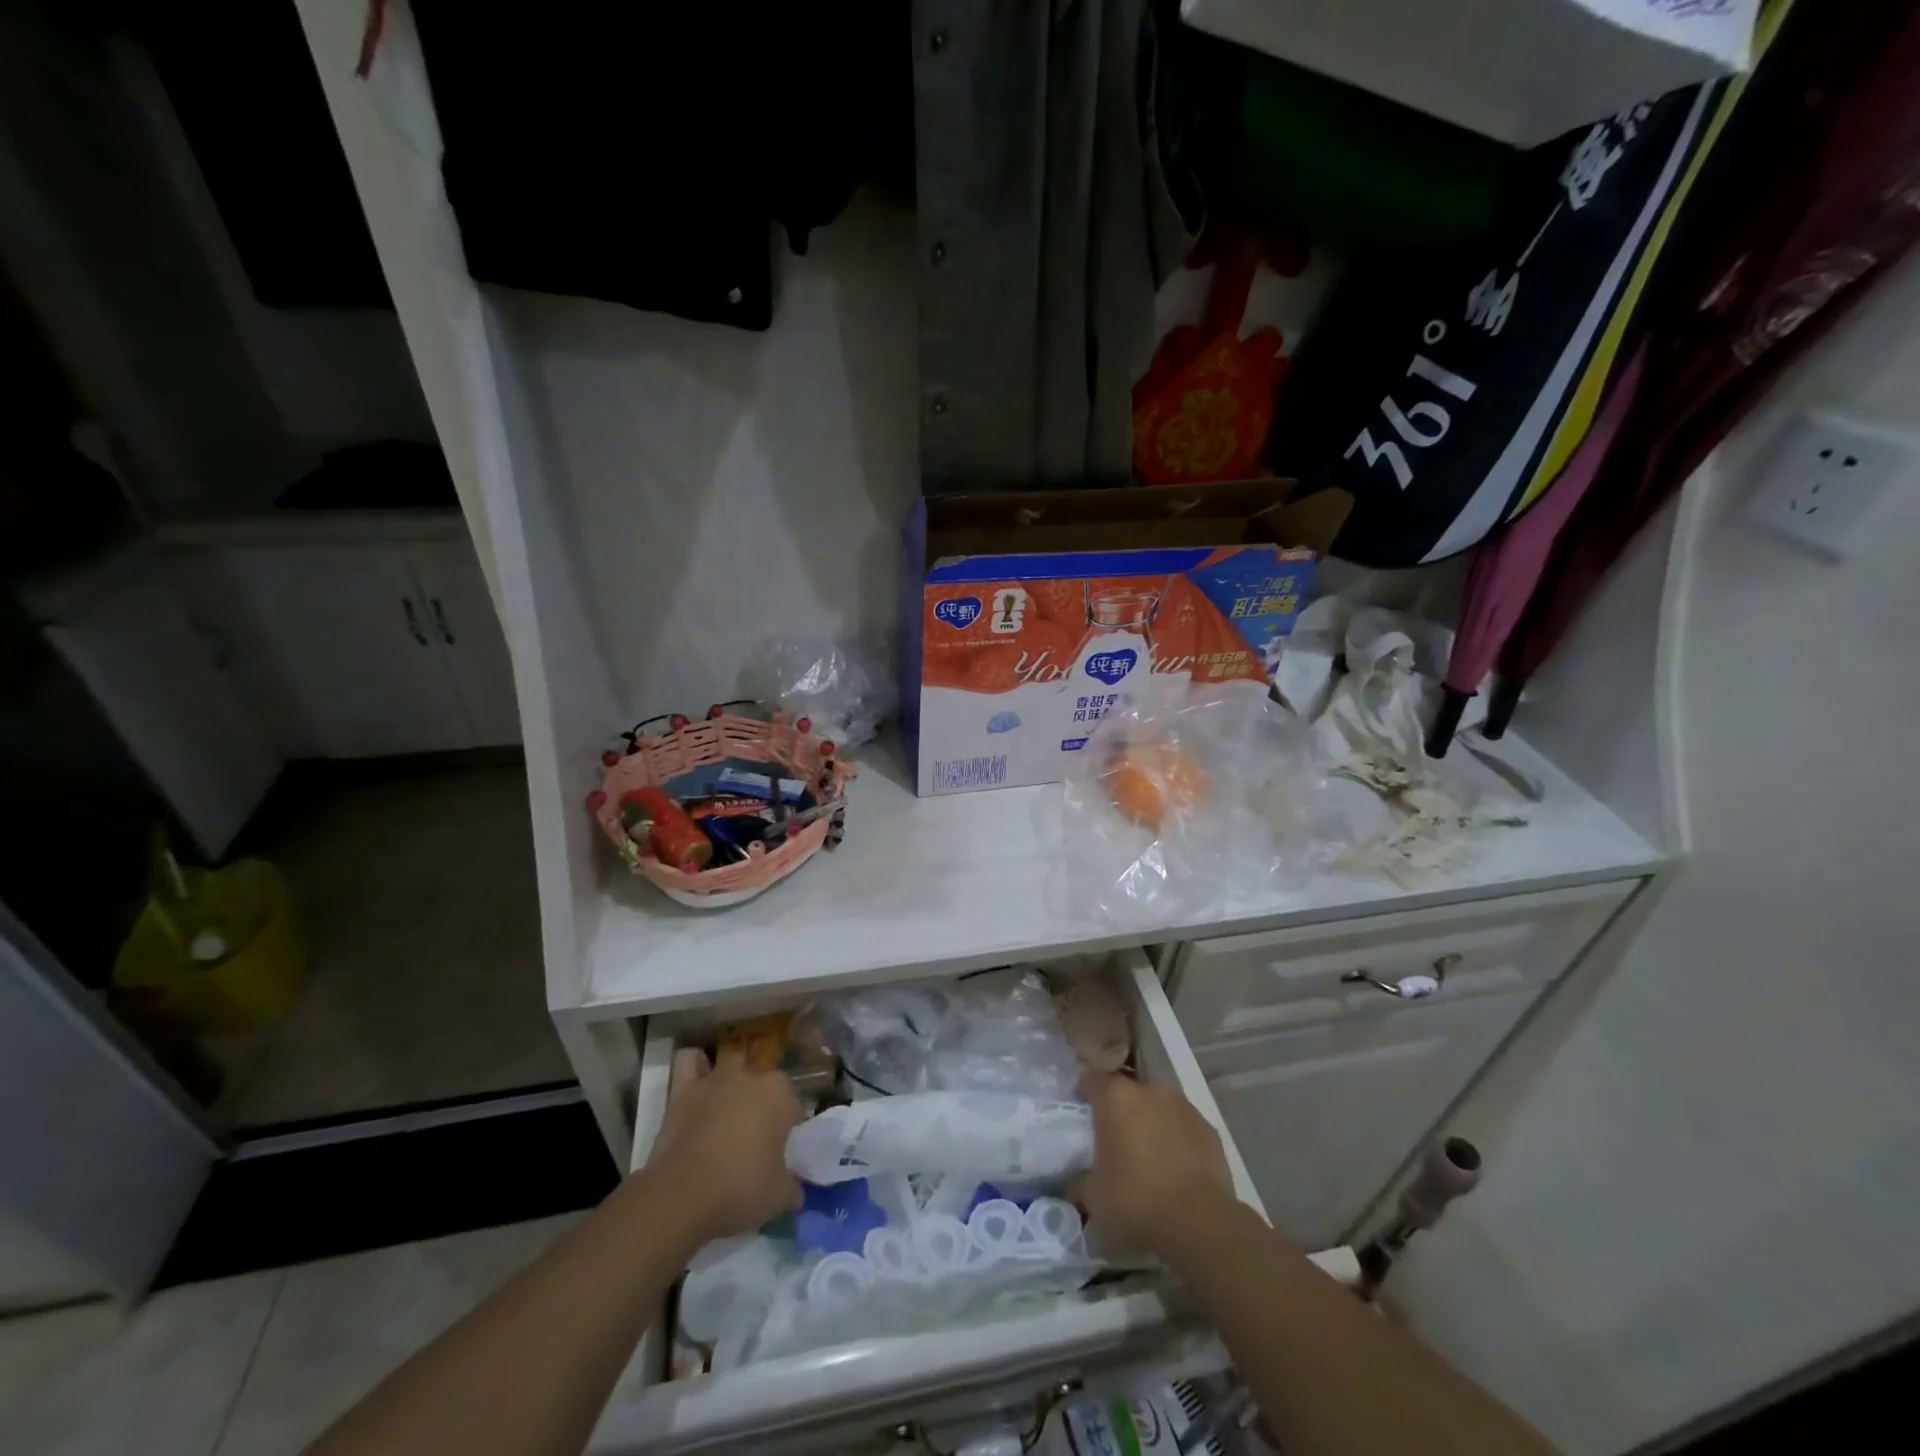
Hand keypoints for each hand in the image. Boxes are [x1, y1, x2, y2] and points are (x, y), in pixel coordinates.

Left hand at [647, 1048, 803, 1240]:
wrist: (682, 1195)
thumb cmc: (740, 1189)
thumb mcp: (779, 1197)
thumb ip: (792, 1188)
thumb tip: (797, 1192)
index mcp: (780, 1094)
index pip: (794, 1106)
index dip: (789, 1129)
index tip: (781, 1152)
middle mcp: (751, 1076)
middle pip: (765, 1082)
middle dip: (764, 1103)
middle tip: (757, 1138)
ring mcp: (716, 1079)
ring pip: (732, 1063)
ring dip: (734, 1079)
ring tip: (730, 1106)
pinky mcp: (684, 1089)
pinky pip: (690, 1062)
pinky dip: (695, 1066)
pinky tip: (698, 1081)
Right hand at [1076, 1071, 1237, 1260]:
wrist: (1201, 1224)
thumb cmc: (1136, 1202)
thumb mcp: (1094, 1199)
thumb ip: (1080, 1181)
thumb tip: (1077, 1180)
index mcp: (1116, 1098)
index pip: (1092, 1080)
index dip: (1084, 1094)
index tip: (1081, 1114)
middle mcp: (1149, 1091)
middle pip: (1128, 1092)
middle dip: (1120, 1111)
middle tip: (1114, 1140)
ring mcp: (1183, 1107)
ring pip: (1158, 1107)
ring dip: (1151, 1123)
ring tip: (1148, 1156)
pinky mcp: (1209, 1129)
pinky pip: (1183, 1126)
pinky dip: (1176, 1139)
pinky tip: (1176, 1168)